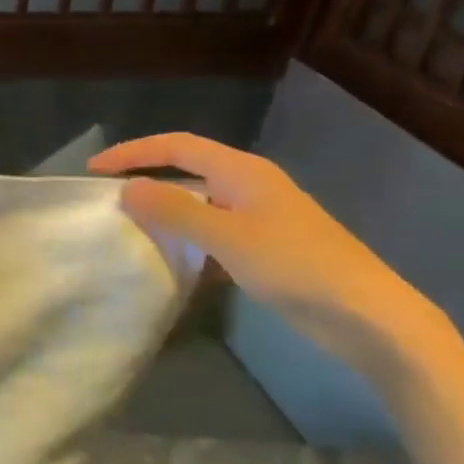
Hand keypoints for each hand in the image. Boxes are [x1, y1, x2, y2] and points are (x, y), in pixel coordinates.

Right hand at [88, 133, 452, 387]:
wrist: (369, 317)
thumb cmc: (296, 266)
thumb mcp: (227, 236)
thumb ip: (174, 211)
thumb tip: (127, 189)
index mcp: (242, 171)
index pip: (176, 146)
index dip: (133, 153)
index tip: (94, 170)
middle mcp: (250, 185)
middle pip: (187, 168)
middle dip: (146, 176)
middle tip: (108, 195)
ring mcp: (260, 216)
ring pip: (200, 201)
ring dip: (166, 209)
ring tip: (130, 224)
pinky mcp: (267, 246)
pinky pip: (214, 229)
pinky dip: (187, 236)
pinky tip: (173, 258)